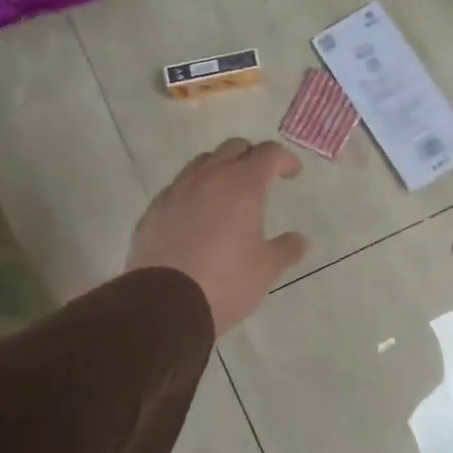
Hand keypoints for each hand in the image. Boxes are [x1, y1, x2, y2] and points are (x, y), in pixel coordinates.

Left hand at [126, 138, 309, 335]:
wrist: (164, 304)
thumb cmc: (225, 282)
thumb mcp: (266, 269)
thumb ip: (286, 249)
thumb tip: (299, 239)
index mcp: (241, 186)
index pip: (268, 153)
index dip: (284, 159)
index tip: (293, 173)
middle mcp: (207, 178)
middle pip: (232, 148)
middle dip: (251, 157)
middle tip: (262, 178)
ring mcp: (175, 192)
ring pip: (201, 163)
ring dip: (220, 169)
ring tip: (228, 195)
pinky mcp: (153, 211)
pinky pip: (178, 188)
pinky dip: (194, 193)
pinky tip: (198, 218)